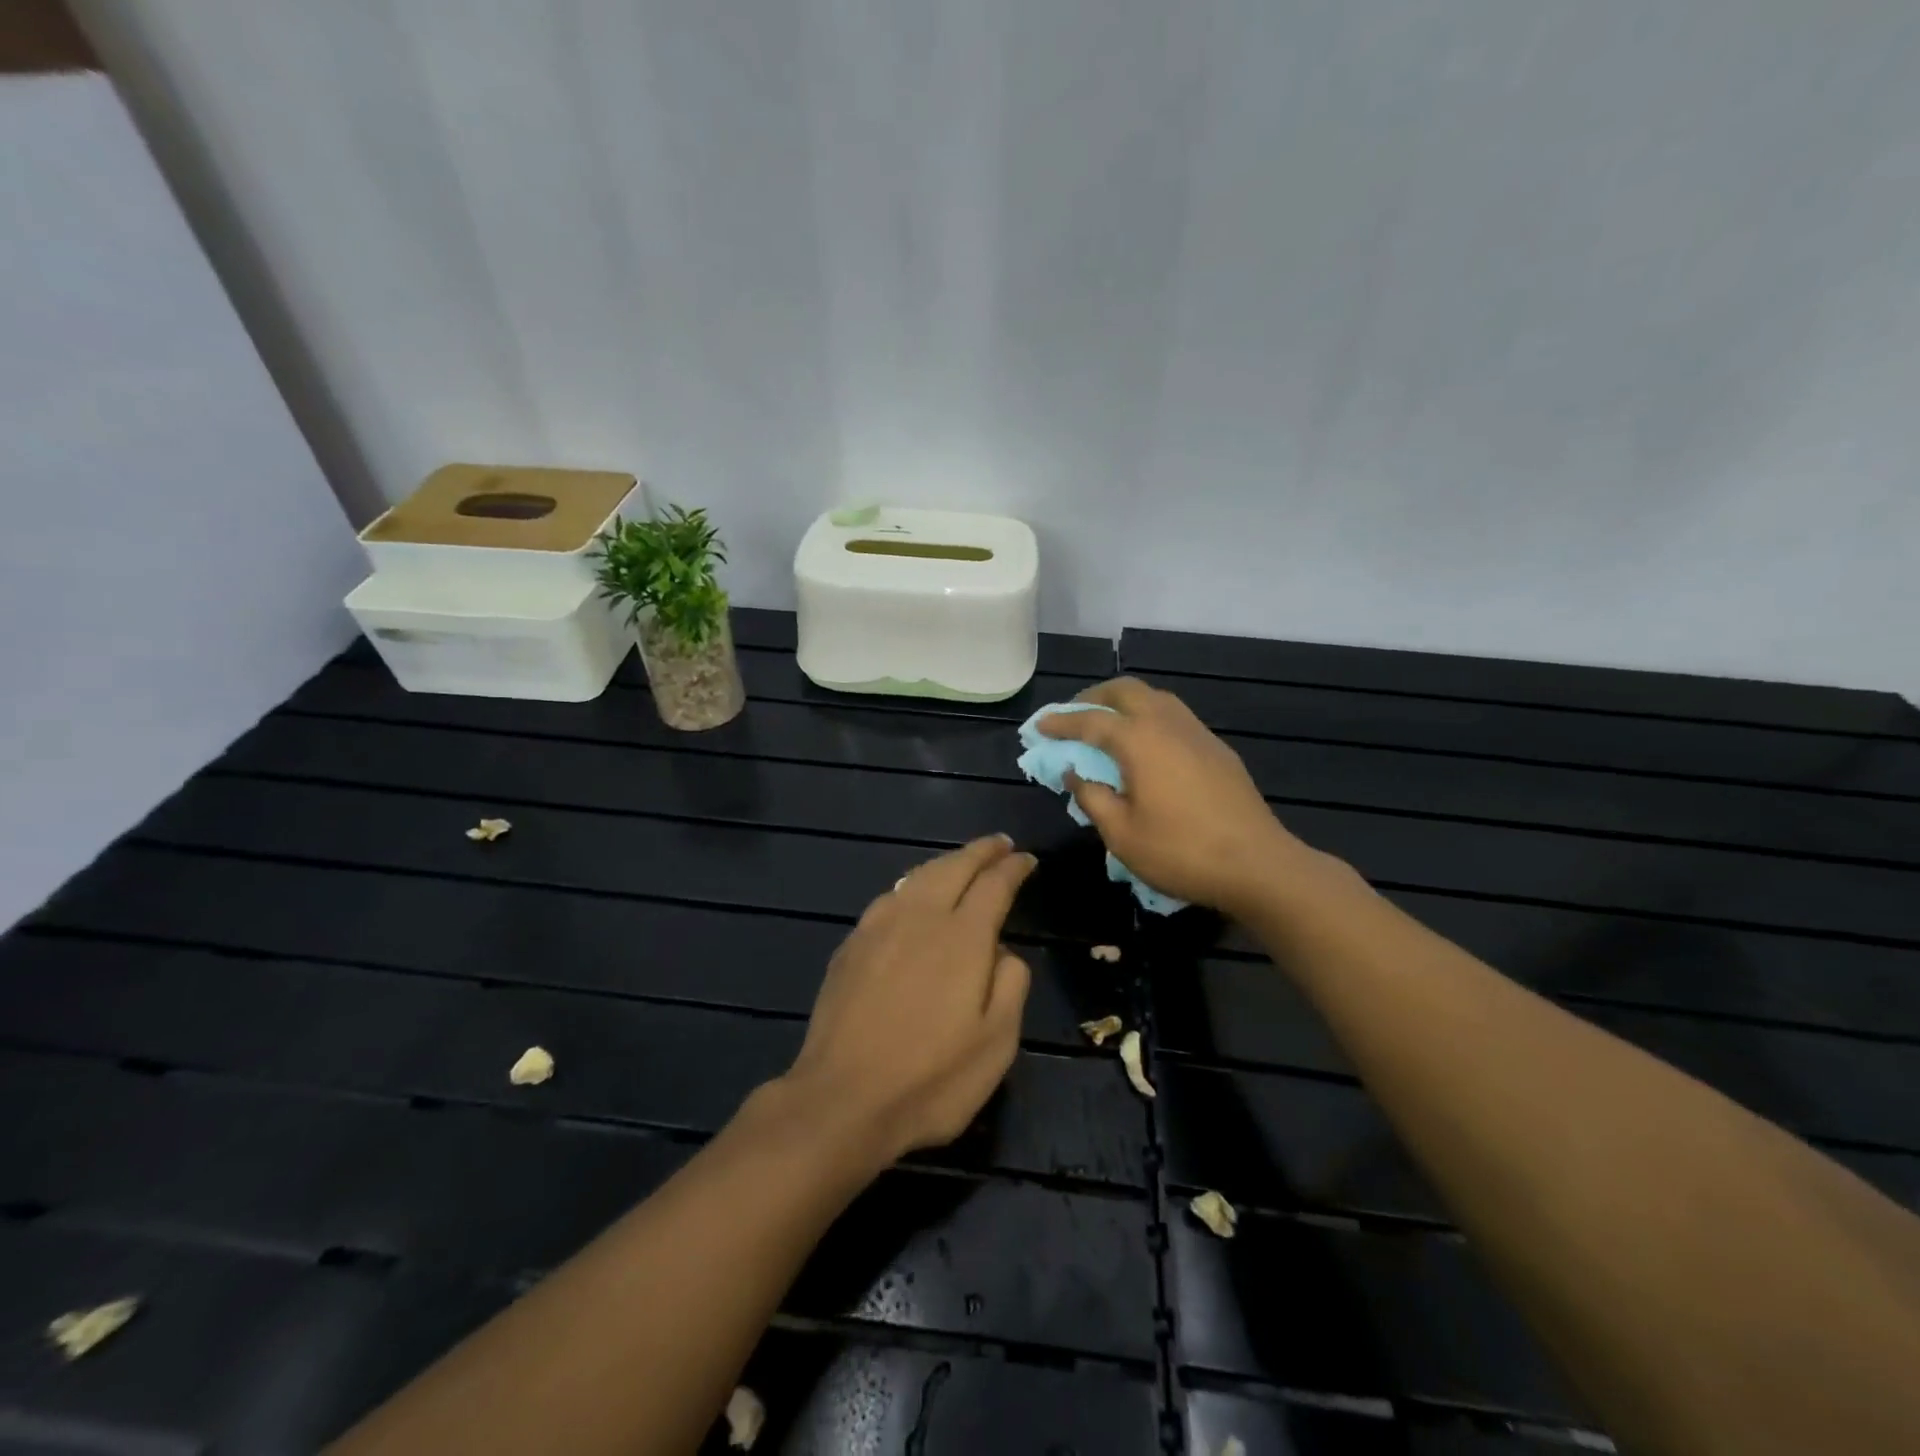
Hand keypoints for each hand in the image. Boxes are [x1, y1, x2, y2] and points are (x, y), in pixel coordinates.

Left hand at [779, 835, 1035, 1165]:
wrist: (842, 1099)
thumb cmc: (931, 1079)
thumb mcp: (997, 1043)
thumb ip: (1011, 984)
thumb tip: (1002, 951)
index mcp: (963, 937)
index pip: (994, 884)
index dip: (1013, 868)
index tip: (1027, 859)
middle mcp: (920, 917)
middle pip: (954, 866)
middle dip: (981, 851)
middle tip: (1000, 844)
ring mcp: (879, 927)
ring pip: (918, 875)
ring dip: (945, 862)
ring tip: (961, 862)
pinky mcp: (851, 944)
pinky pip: (890, 897)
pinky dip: (913, 884)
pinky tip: (912, 895)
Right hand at [1038, 678, 1319, 916]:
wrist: (1258, 865)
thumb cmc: (1181, 852)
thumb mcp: (1121, 834)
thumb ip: (1092, 797)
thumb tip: (1074, 773)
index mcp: (1139, 740)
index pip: (1090, 721)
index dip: (1061, 722)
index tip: (1039, 727)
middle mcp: (1168, 724)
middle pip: (1125, 691)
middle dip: (1094, 698)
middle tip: (1073, 717)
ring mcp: (1197, 733)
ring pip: (1155, 698)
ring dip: (1124, 703)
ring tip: (1107, 726)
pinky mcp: (1217, 749)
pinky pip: (1175, 716)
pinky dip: (1149, 718)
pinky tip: (1146, 746)